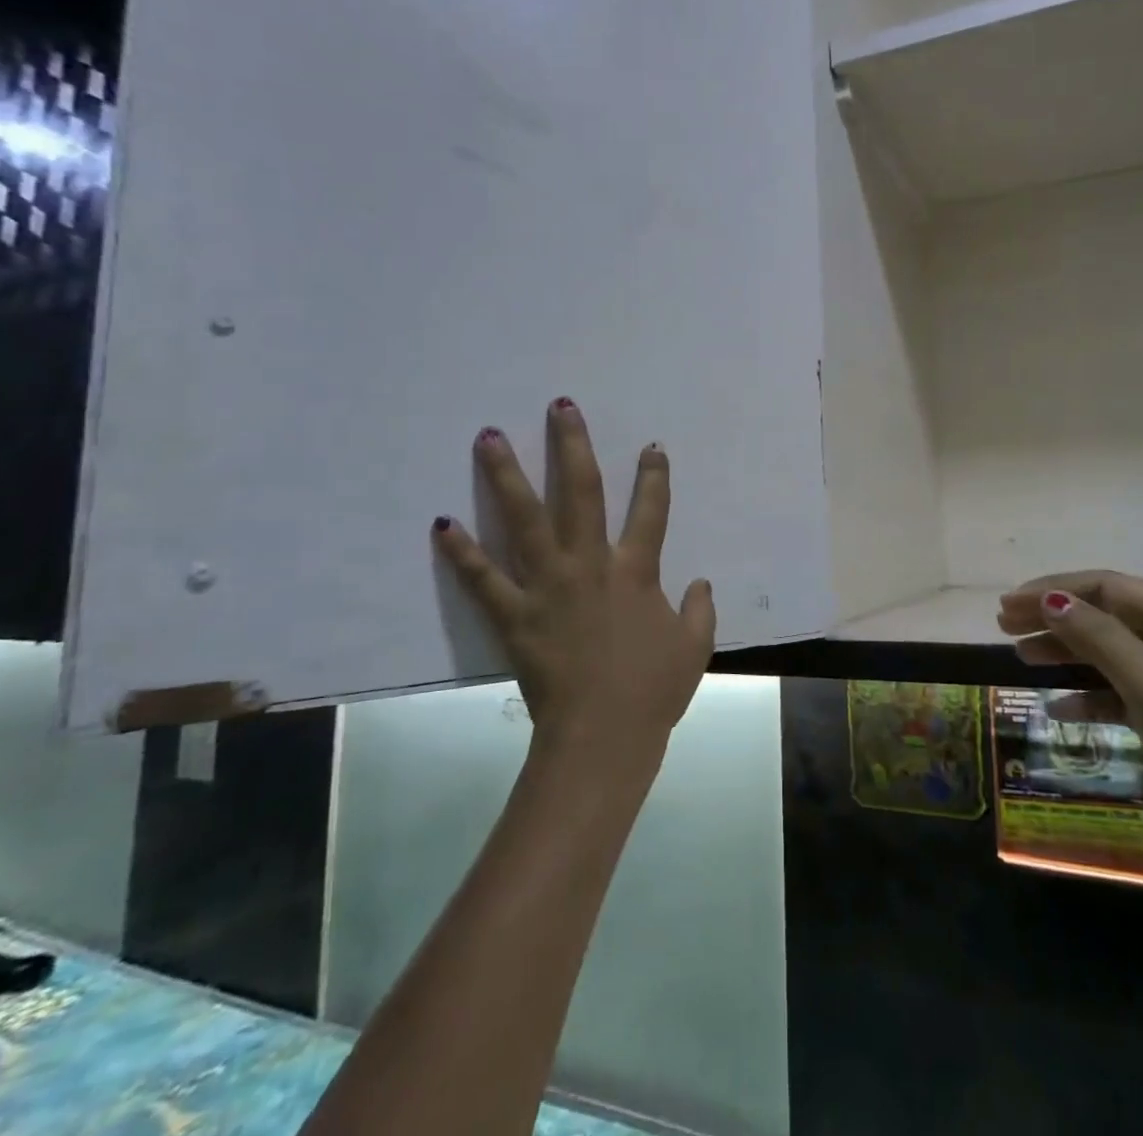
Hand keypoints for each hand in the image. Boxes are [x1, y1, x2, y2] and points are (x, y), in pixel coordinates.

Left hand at [432, 398, 714, 767]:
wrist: (603, 736)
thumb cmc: (653, 690)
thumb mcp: (695, 648)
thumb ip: (701, 610)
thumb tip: (701, 582)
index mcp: (636, 571)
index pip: (650, 511)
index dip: (654, 476)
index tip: (650, 446)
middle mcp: (590, 564)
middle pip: (582, 493)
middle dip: (572, 446)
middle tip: (560, 407)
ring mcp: (548, 585)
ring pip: (525, 519)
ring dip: (506, 475)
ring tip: (488, 437)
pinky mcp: (514, 614)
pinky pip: (483, 578)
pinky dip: (461, 551)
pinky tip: (441, 522)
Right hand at [998, 571, 1142, 890]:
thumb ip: (1100, 639)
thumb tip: (1052, 599)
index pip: (1108, 587)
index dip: (1055, 590)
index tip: (1009, 605)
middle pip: (1106, 614)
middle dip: (1055, 617)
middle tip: (1004, 626)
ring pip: (1110, 651)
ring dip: (1066, 651)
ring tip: (1021, 656)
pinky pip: (1121, 689)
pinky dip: (1090, 693)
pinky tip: (1060, 706)